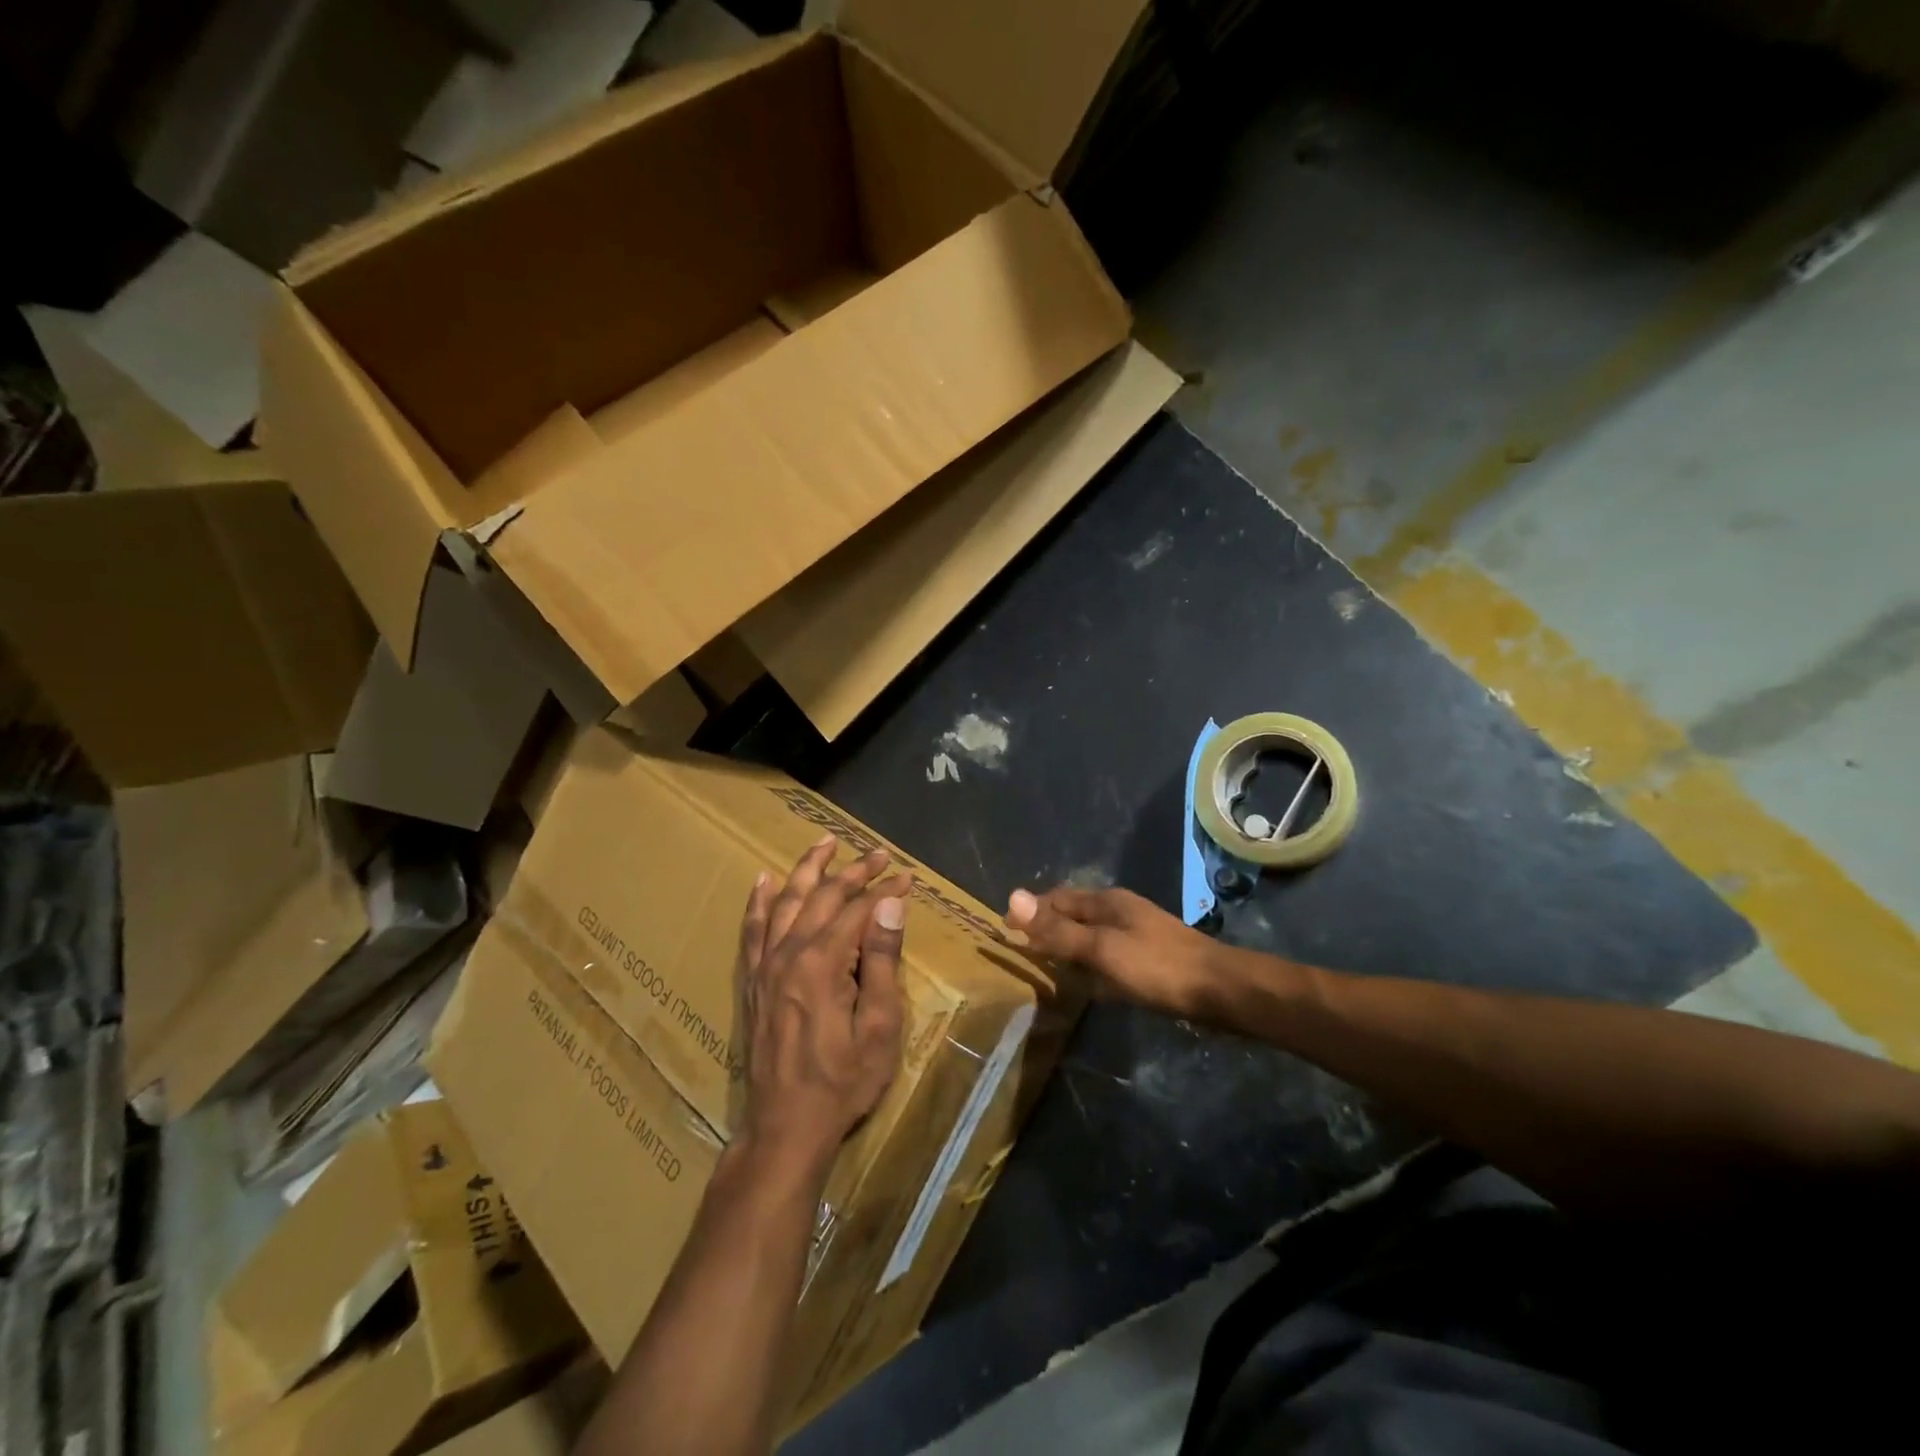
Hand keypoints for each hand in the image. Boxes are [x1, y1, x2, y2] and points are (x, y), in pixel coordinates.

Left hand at [735, 837, 910, 1177]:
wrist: (785, 1125)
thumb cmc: (843, 1080)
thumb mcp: (879, 1026)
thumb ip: (883, 960)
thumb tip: (891, 904)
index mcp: (823, 962)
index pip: (859, 909)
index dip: (885, 890)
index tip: (908, 876)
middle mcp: (790, 952)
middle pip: (823, 896)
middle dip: (853, 871)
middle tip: (878, 854)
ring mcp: (766, 965)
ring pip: (786, 902)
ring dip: (807, 869)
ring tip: (824, 843)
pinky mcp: (753, 981)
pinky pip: (753, 929)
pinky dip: (759, 902)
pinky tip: (764, 881)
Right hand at [1004, 885, 1222, 1018]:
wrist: (1220, 990)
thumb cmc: (1156, 966)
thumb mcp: (1101, 948)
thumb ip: (1058, 930)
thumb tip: (1012, 896)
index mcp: (1106, 902)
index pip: (1057, 899)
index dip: (1030, 912)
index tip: (1005, 930)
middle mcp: (1120, 911)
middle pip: (1074, 915)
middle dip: (1048, 927)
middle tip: (1022, 950)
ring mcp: (1137, 934)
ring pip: (1092, 935)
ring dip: (1069, 946)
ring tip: (1047, 966)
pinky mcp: (1149, 958)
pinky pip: (1108, 955)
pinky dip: (1091, 964)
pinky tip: (1089, 984)